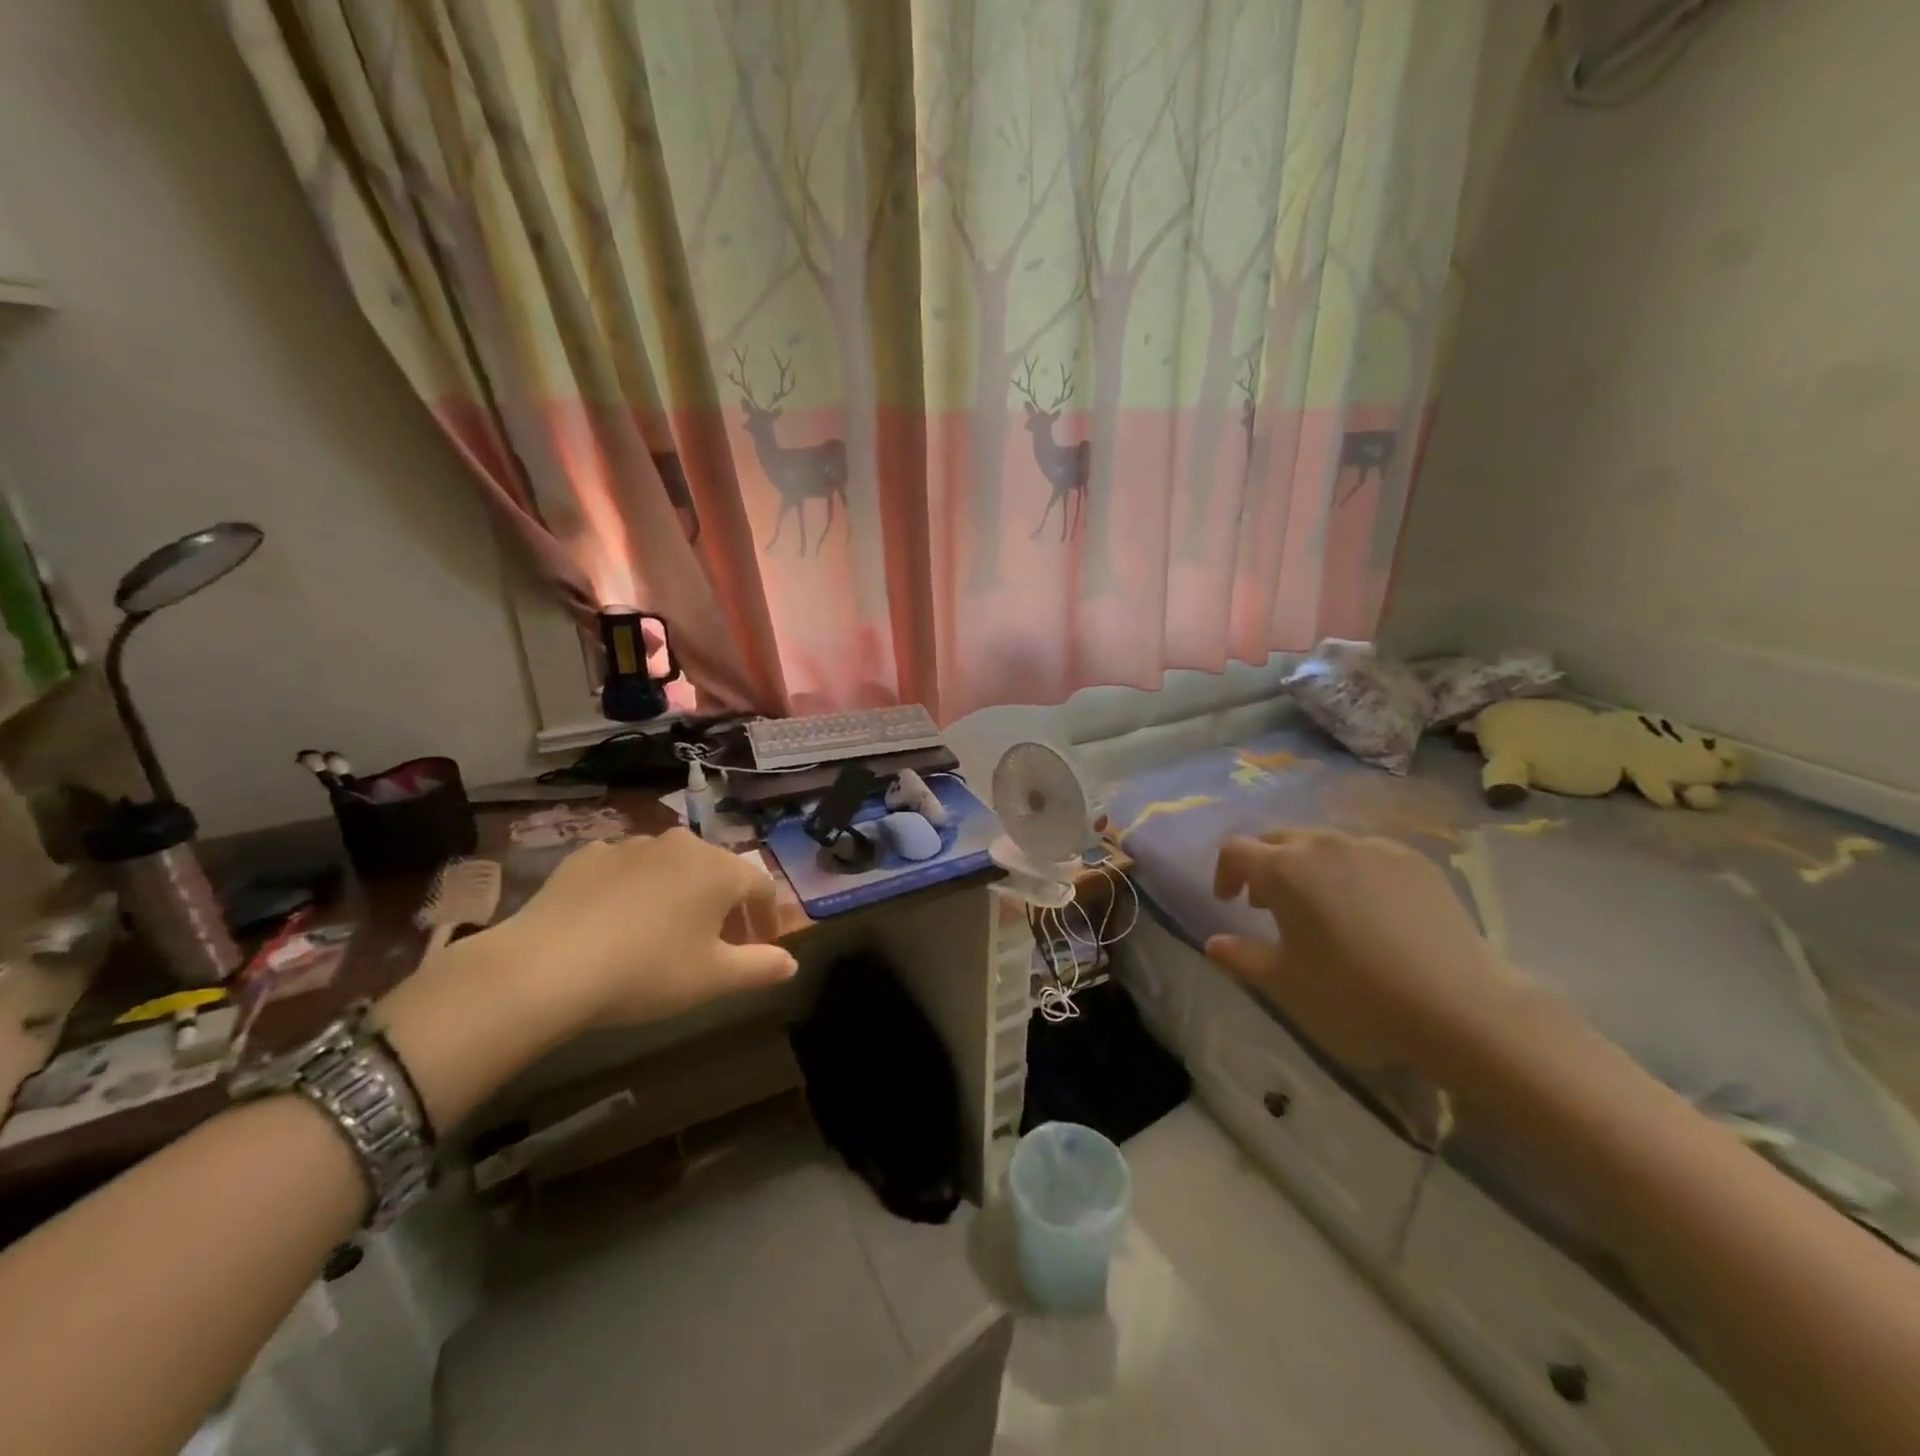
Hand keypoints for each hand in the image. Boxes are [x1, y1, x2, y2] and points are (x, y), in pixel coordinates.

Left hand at [498, 828, 797, 1032]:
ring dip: (681, 893)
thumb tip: (791, 962)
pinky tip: (619, 919)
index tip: (764, 946)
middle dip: (726, 905)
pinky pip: (627, 869)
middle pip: (718, 871)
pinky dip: (635, 889)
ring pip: (672, 867)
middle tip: (720, 943)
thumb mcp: (713, 979)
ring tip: (667, 931)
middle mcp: (681, 845)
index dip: (768, 917)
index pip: (761, 887)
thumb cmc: (647, 970)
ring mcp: (631, 845)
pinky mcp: (588, 855)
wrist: (547, 967)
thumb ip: (760, 967)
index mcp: (719, 869)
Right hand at [1206, 830, 1517, 1078]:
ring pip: (1324, 843)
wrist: (1461, 1008)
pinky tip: (1369, 910)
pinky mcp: (1415, 861)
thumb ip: (1240, 958)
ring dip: (1307, 866)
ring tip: (1320, 906)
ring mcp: (1374, 848)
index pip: (1236, 850)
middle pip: (1278, 839)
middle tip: (1267, 904)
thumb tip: (1213, 943)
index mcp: (1284, 869)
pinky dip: (1351, 870)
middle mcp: (1324, 845)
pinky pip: (1366, 853)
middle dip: (1264, 865)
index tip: (1229, 901)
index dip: (1224, 872)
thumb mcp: (1285, 985)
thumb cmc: (1355, 996)